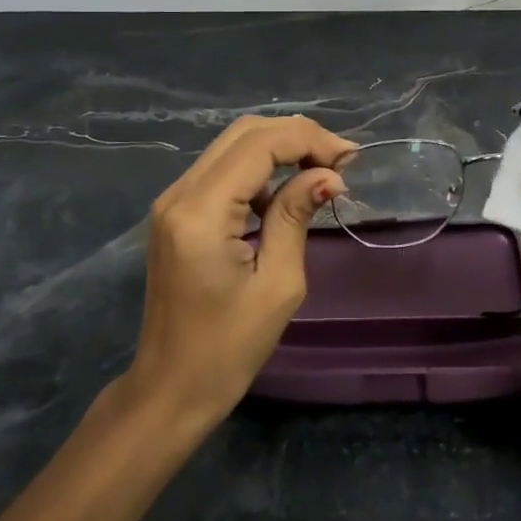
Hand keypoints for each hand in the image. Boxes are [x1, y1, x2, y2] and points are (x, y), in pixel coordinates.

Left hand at [126, 115, 355, 428]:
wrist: (171, 387)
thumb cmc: (229, 348)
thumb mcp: (278, 283)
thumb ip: (297, 217)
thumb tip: (328, 176)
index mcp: (201, 212)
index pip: (258, 145)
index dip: (308, 140)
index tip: (350, 159)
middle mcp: (179, 194)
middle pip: (242, 133)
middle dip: (295, 137)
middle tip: (339, 161)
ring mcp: (172, 202)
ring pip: (230, 147)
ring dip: (278, 149)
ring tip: (320, 172)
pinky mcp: (175, 214)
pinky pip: (220, 171)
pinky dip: (257, 171)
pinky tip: (284, 194)